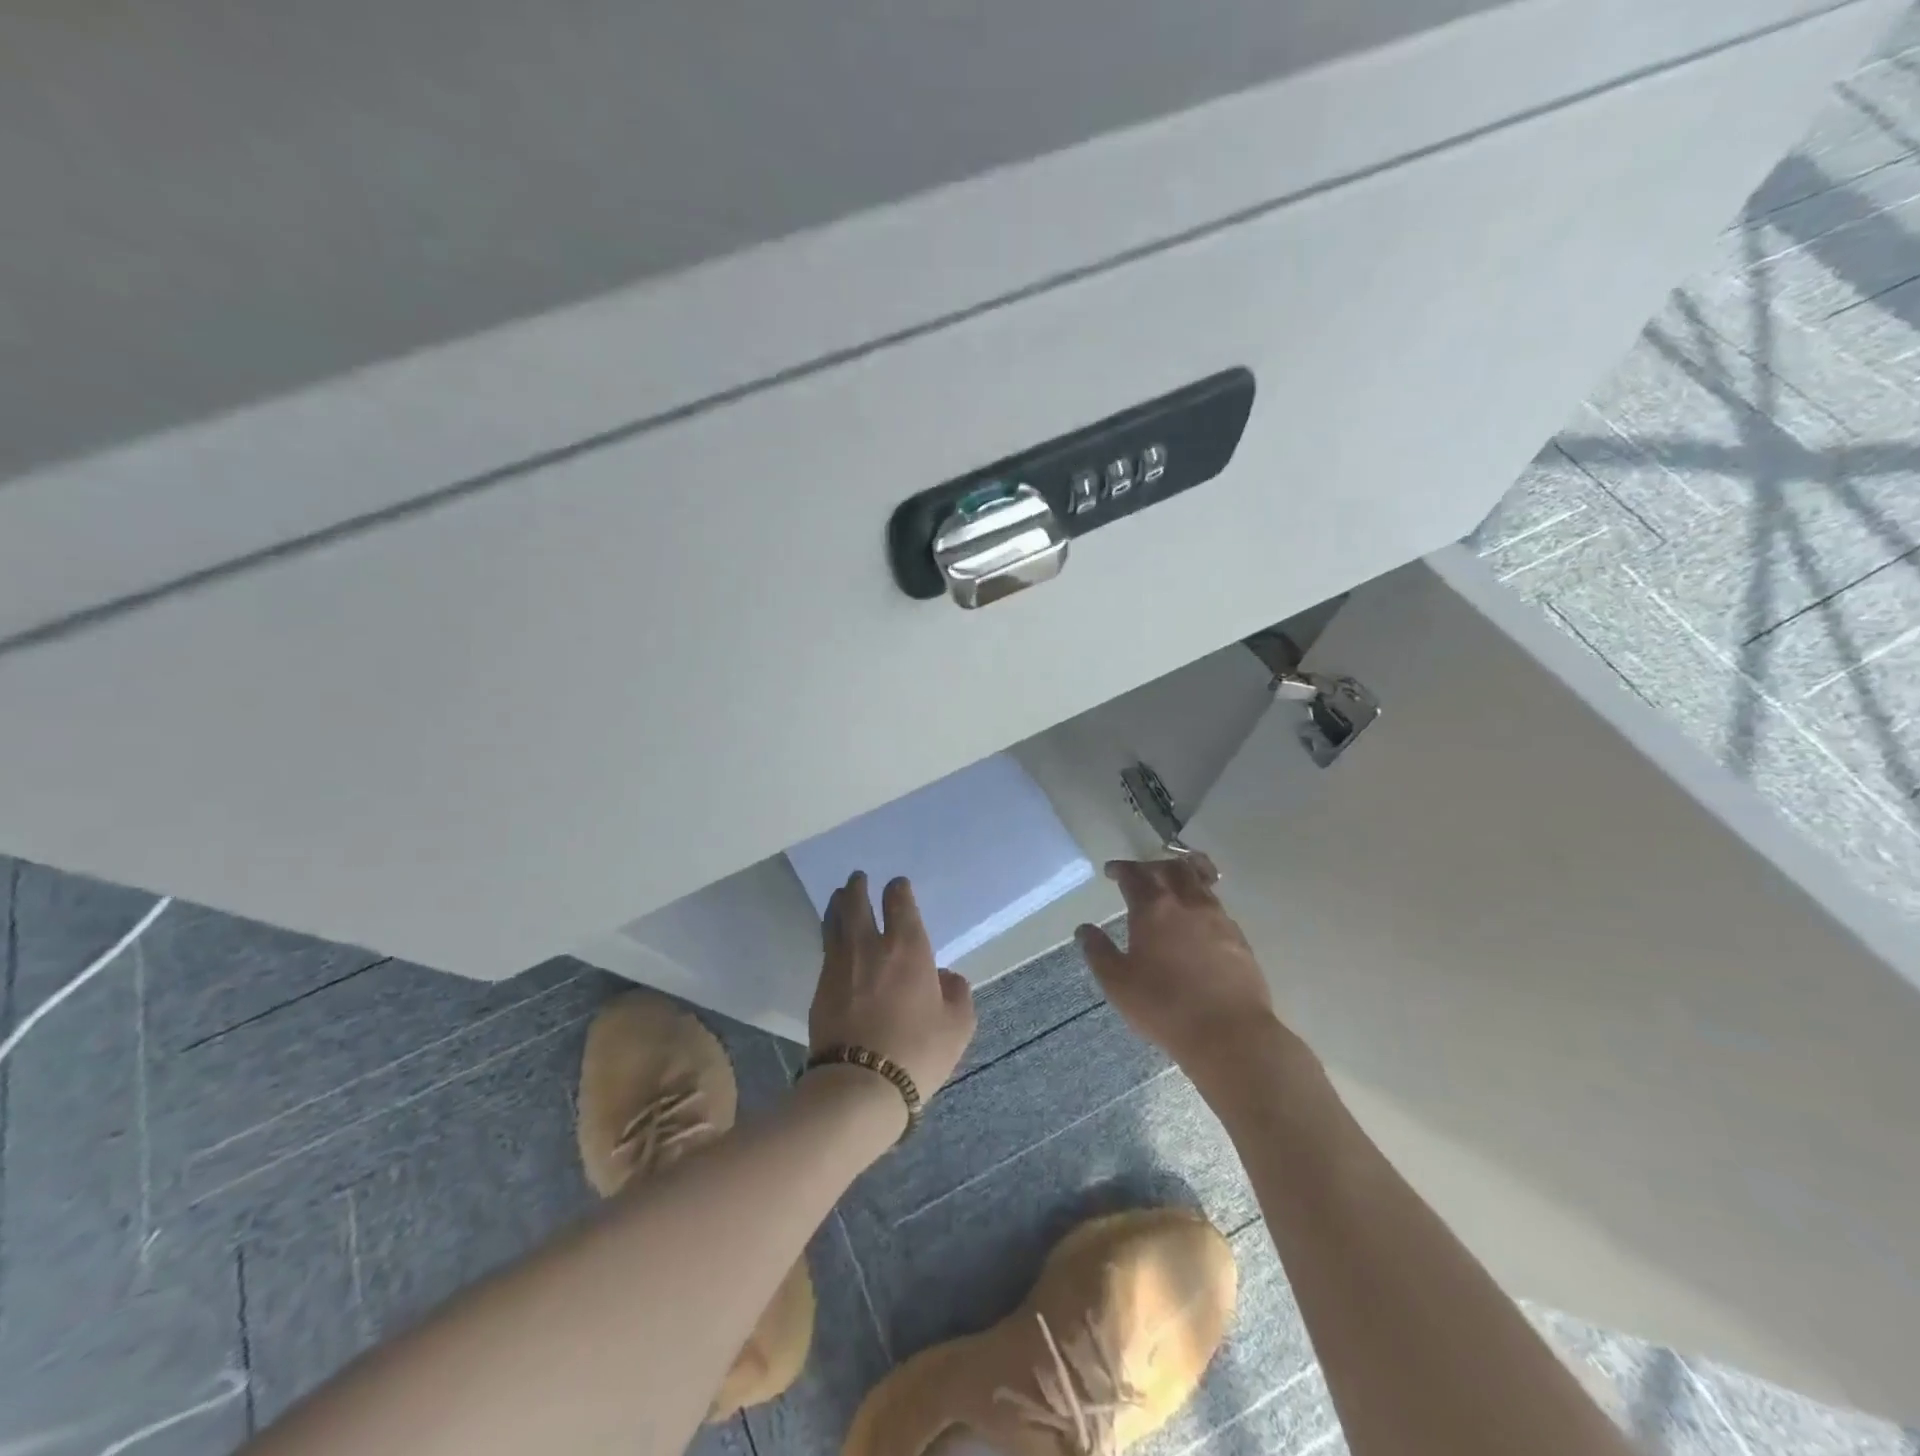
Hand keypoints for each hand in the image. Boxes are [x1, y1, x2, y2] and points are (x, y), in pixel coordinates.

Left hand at [810, 872, 976, 1100]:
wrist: (859, 1085)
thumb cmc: (917, 1051)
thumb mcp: (958, 1025)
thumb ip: (957, 993)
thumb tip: (945, 976)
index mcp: (908, 947)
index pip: (899, 902)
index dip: (898, 889)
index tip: (898, 886)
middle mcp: (870, 946)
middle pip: (858, 903)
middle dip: (858, 887)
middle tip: (858, 878)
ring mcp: (839, 964)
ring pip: (834, 921)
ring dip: (838, 904)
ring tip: (839, 896)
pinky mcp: (820, 987)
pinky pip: (826, 949)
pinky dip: (830, 935)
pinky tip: (833, 939)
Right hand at [1077, 858, 1292, 1074]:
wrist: (1229, 1033)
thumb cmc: (1164, 1007)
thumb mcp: (1117, 983)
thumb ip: (1098, 952)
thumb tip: (1084, 929)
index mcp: (1153, 908)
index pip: (1133, 874)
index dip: (1120, 869)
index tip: (1111, 871)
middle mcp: (1186, 903)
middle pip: (1170, 867)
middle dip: (1150, 866)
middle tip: (1139, 875)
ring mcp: (1217, 917)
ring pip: (1198, 880)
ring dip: (1180, 875)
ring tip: (1171, 885)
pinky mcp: (1238, 936)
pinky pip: (1216, 903)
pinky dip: (1200, 899)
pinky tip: (1196, 918)